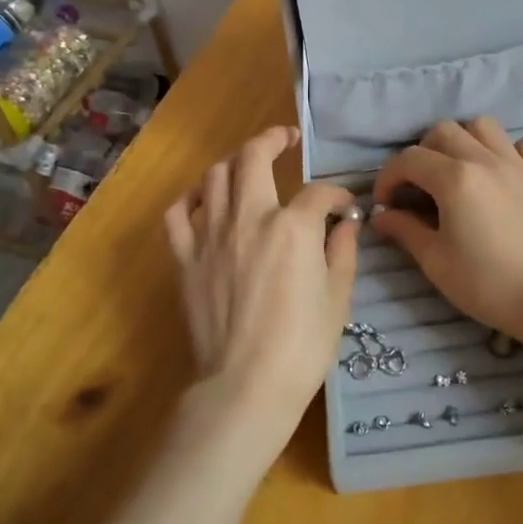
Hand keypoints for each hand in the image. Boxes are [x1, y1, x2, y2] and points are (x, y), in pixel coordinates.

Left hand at [164, 126, 358, 463]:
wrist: (246, 386)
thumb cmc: (302, 345)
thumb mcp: (338, 297)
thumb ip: (342, 251)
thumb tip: (344, 225)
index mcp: (293, 227)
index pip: (319, 193)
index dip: (337, 196)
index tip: (345, 209)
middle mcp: (249, 218)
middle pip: (254, 157)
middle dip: (273, 138)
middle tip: (286, 138)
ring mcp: (211, 235)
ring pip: (215, 176)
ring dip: (234, 163)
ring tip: (248, 166)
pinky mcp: (185, 258)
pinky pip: (178, 214)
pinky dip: (191, 199)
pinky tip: (205, 201)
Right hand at [369, 119, 522, 359]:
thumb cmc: (488, 285)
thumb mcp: (436, 262)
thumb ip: (405, 230)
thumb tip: (381, 215)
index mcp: (454, 179)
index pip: (408, 159)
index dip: (388, 178)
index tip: (385, 203)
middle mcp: (485, 160)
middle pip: (443, 131)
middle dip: (422, 153)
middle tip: (419, 186)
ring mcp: (519, 164)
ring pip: (483, 126)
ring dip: (463, 141)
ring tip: (458, 169)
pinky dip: (510, 150)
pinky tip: (503, 172)